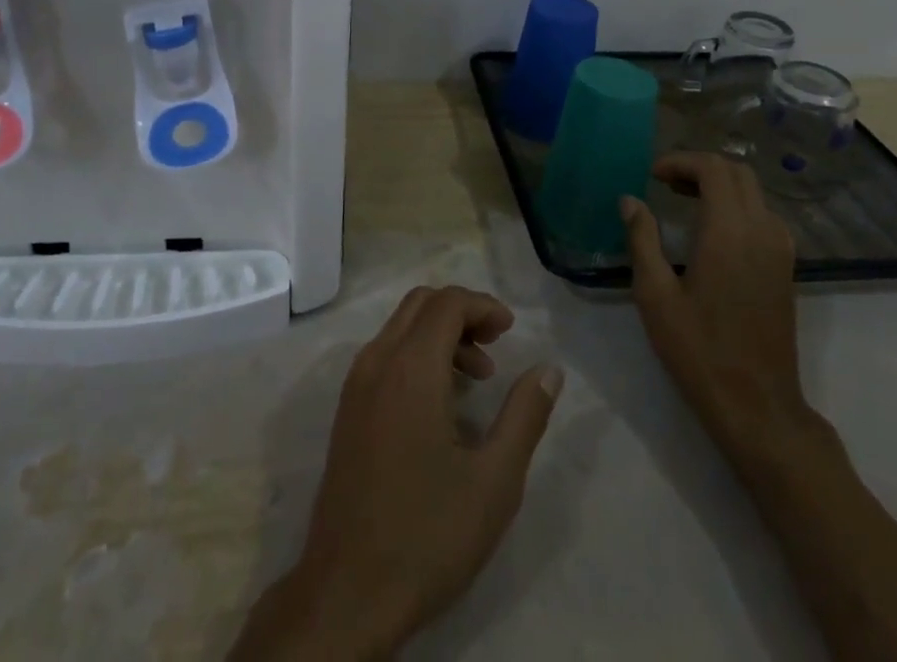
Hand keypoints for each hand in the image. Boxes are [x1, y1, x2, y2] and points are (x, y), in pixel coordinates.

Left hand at [231, 286, 563, 660]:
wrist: (347, 593)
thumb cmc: (427, 535)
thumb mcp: (495, 481)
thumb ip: (525, 416)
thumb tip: (549, 370)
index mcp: (410, 367)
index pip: (447, 302)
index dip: (483, 305)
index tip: (511, 331)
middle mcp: (377, 361)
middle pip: (421, 304)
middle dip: (461, 312)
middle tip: (496, 345)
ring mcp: (355, 385)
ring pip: (400, 327)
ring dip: (439, 334)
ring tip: (476, 379)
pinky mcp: (347, 411)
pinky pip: (384, 355)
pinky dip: (416, 354)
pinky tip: (441, 403)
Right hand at [621, 153, 818, 467]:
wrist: (758, 407)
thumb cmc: (699, 350)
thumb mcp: (655, 295)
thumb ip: (642, 240)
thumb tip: (630, 200)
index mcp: (729, 232)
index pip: (713, 168)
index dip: (681, 162)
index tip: (652, 175)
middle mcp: (761, 231)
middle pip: (737, 172)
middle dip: (700, 167)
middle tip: (665, 183)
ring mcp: (780, 250)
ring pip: (754, 192)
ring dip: (720, 184)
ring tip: (683, 200)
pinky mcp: (786, 268)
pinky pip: (764, 215)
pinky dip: (738, 205)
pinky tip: (712, 229)